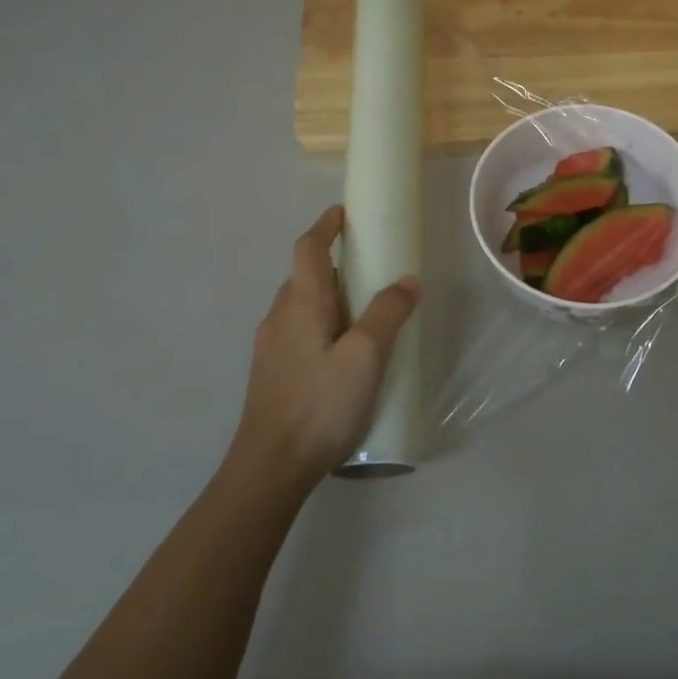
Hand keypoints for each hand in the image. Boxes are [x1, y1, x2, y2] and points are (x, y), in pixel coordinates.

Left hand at [233, 205, 419, 489]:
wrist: (270, 465)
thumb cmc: (320, 402)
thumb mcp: (366, 355)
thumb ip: (388, 312)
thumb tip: (407, 280)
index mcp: (300, 303)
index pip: (309, 248)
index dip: (326, 226)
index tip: (345, 213)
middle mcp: (279, 317)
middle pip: (304, 276)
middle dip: (334, 263)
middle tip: (371, 268)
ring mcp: (271, 347)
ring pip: (301, 306)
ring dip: (329, 296)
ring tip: (365, 312)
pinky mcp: (272, 373)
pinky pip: (299, 330)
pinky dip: (323, 323)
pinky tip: (343, 353)